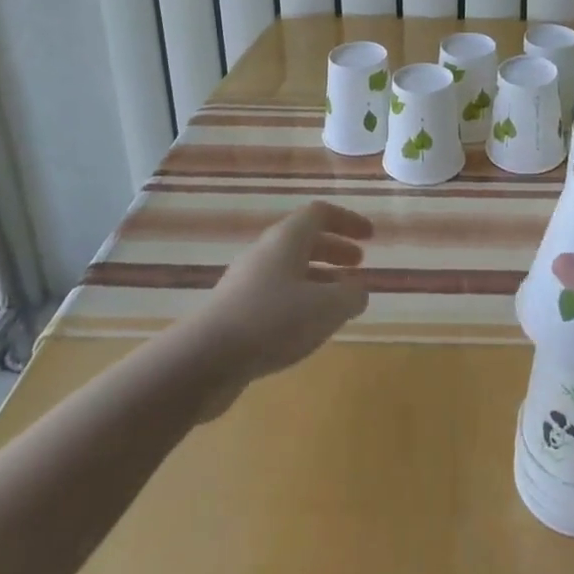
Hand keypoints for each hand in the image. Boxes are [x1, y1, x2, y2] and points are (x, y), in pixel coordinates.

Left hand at [183, 200, 371, 417]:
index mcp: (287, 239)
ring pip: (290, 268)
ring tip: (339, 299)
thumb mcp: (326, 308)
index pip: (320, 213)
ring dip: (319, 277)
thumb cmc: (272, 321)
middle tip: (358, 265)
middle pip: (304, 239)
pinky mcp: (235, 310)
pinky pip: (276, 293)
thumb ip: (350, 295)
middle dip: (334, 249)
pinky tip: (308, 326)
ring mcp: (247, 281)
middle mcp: (265, 252)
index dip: (348, 221)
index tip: (370, 237)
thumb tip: (358, 290)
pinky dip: (300, 299)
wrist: (203, 360)